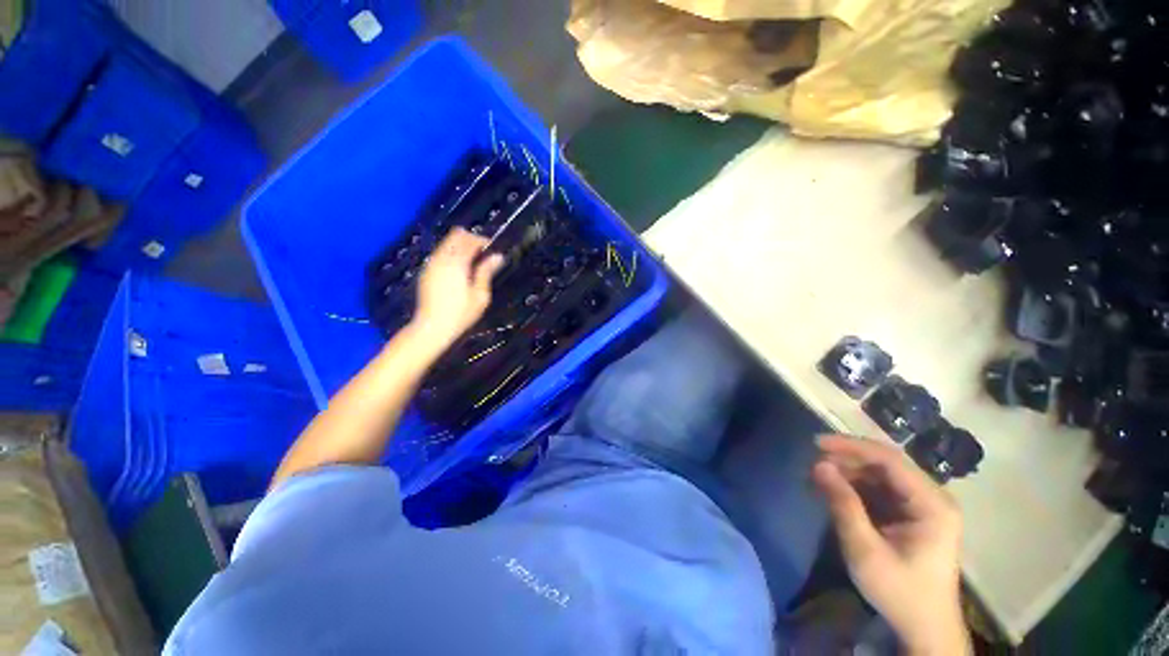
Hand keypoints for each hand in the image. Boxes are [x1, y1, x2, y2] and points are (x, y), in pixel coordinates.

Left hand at [411, 228, 504, 348]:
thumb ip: (486, 272)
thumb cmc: (461, 314)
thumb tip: (498, 257)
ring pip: (446, 243)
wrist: (432, 327)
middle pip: (455, 236)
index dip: (483, 241)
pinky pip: (440, 253)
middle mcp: (441, 259)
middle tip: (483, 254)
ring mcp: (431, 264)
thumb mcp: (480, 295)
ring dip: (460, 246)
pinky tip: (459, 270)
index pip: (470, 240)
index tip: (493, 250)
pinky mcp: (426, 272)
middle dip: (471, 240)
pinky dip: (451, 254)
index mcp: (457, 263)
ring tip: (473, 262)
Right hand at [812, 435, 969, 654]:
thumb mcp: (865, 550)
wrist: (925, 628)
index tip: (816, 443)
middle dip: (847, 458)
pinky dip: (856, 486)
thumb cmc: (899, 592)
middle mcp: (932, 498)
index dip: (851, 446)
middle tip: (813, 461)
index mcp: (932, 504)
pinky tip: (835, 490)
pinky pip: (881, 489)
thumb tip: (818, 465)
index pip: (890, 459)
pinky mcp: (913, 514)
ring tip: (819, 476)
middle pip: (886, 463)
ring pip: (882, 474)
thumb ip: (843, 505)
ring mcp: (924, 506)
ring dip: (849, 472)